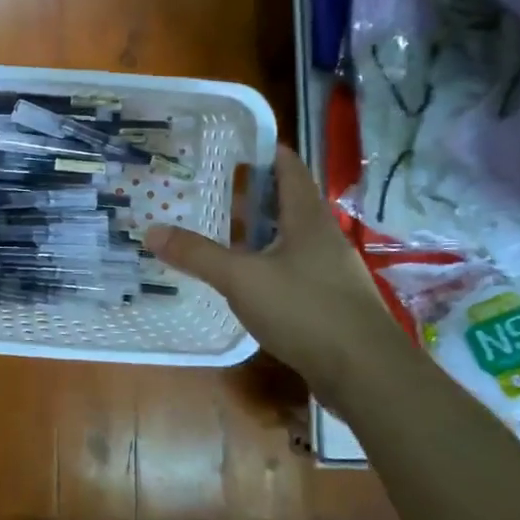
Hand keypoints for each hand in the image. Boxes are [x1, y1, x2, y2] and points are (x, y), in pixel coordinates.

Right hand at [144, 145, 403, 399]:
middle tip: (212, 189)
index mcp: (308, 219)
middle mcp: (323, 238)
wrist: (367, 375)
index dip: (265, 152)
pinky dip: (268, 265)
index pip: (289, 169)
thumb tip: (151, 231)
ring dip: (260, 233)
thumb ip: (197, 254)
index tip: (234, 145)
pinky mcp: (331, 303)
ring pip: (290, 240)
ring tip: (223, 232)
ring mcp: (331, 272)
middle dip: (252, 196)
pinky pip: (294, 270)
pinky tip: (247, 280)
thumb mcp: (241, 278)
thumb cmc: (306, 310)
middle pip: (288, 204)